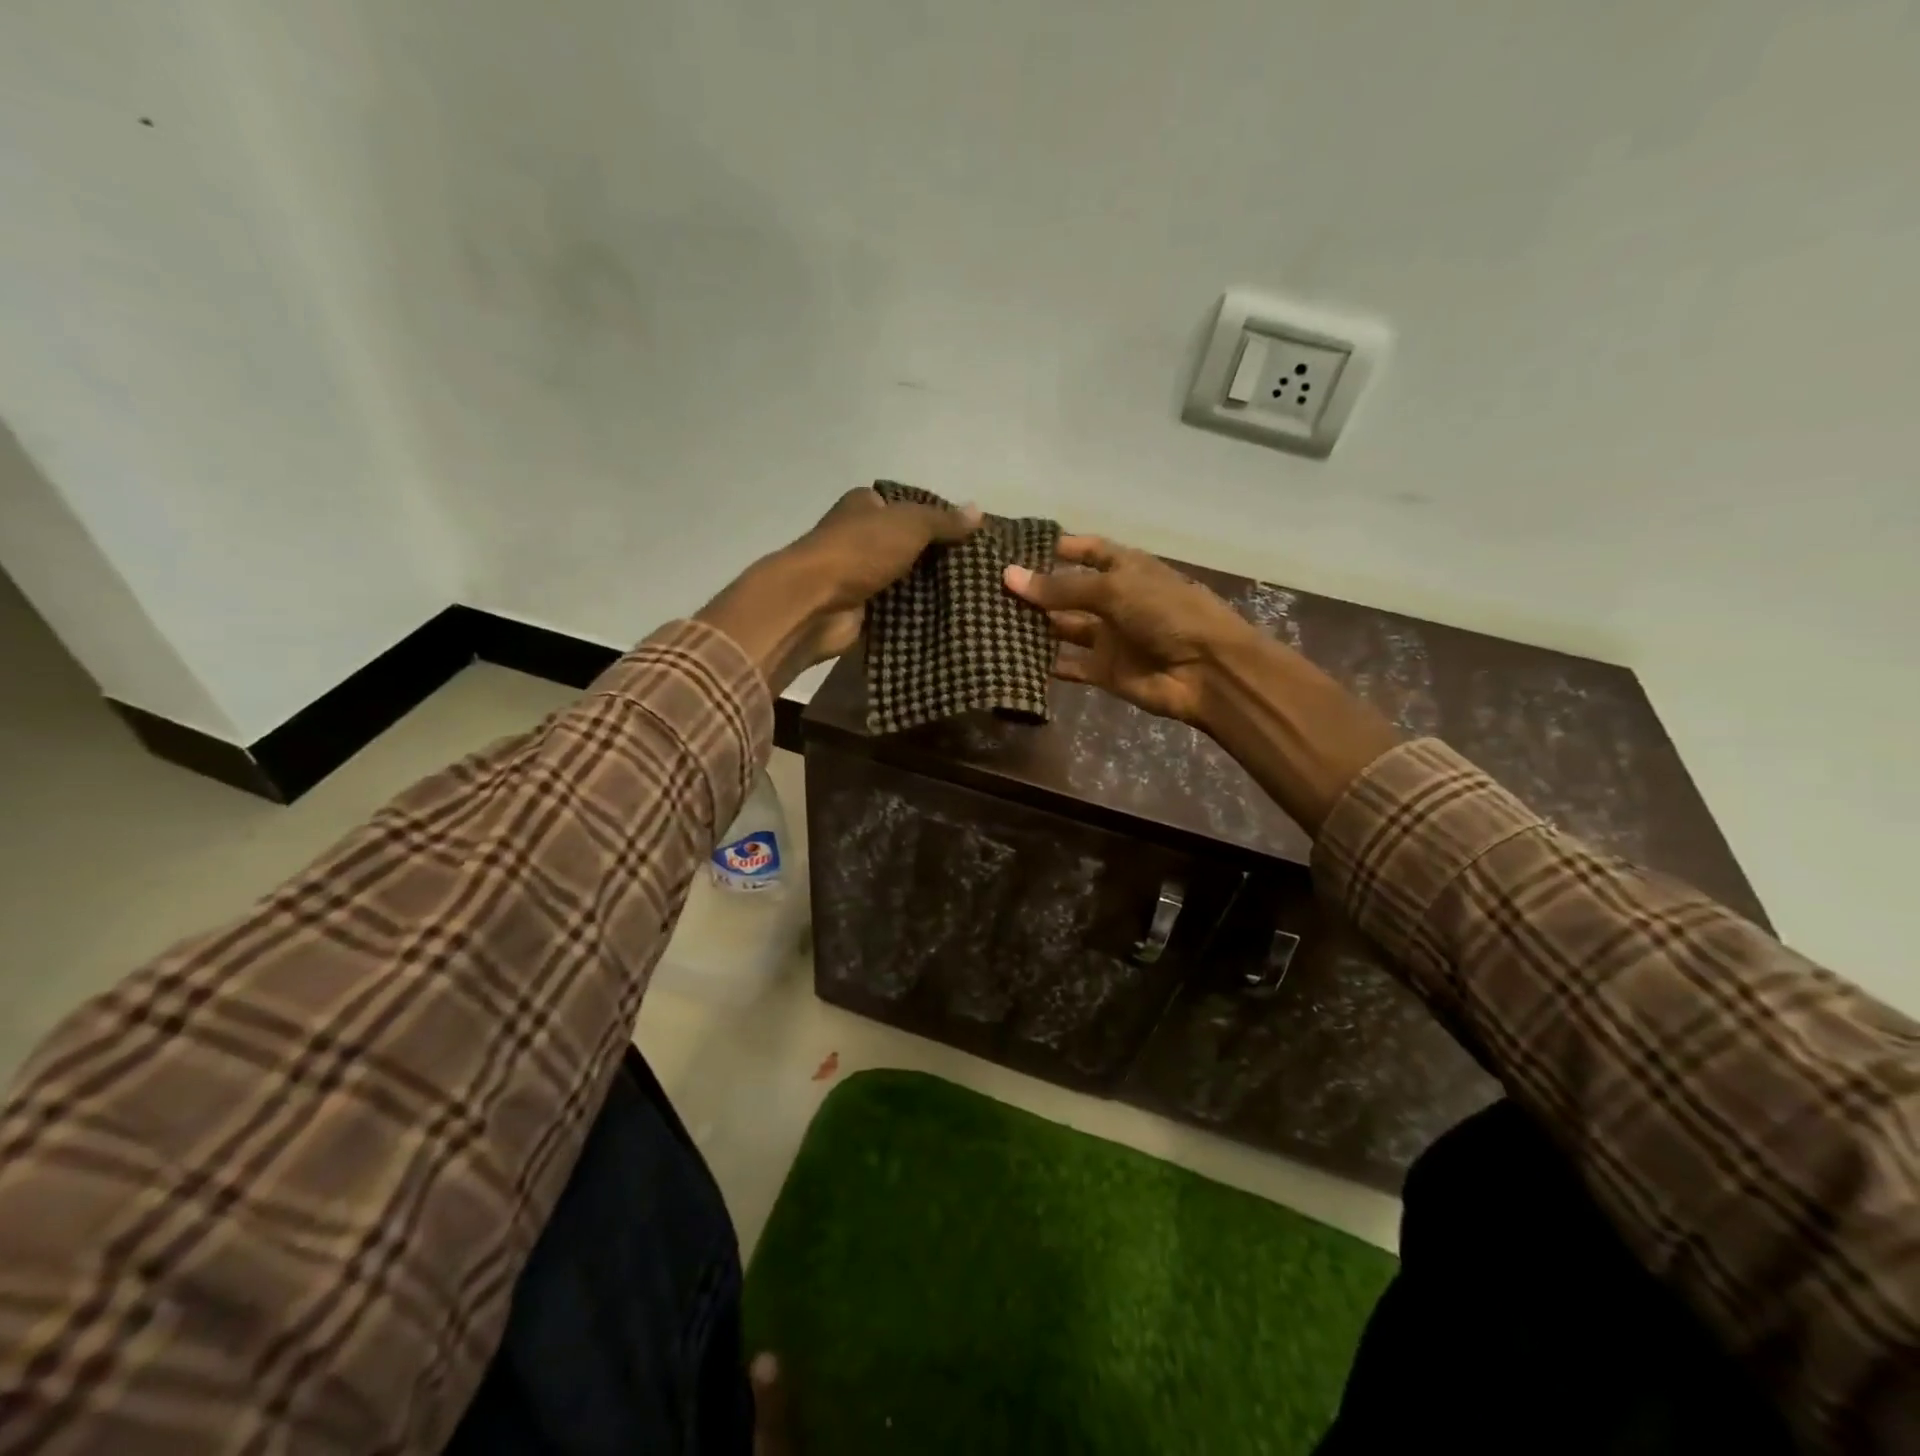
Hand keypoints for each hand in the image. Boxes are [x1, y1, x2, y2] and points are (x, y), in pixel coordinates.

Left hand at [697, 488, 979, 694]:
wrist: (815, 605)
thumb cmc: (858, 552)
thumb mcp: (908, 524)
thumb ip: (943, 520)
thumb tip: (978, 511)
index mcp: (864, 506)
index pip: (909, 507)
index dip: (939, 519)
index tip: (971, 536)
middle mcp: (860, 537)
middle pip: (909, 545)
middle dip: (938, 557)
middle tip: (978, 569)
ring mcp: (860, 575)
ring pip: (905, 578)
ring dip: (930, 588)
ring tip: (973, 595)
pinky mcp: (862, 609)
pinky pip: (898, 609)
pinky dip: (918, 613)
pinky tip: (950, 617)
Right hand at [1004, 534, 1397, 833]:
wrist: (1206, 671)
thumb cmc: (1167, 613)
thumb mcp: (1114, 589)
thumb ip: (1061, 587)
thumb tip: (1008, 577)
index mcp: (1124, 567)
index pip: (1084, 549)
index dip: (1053, 547)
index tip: (1012, 547)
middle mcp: (1113, 598)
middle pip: (1066, 590)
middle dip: (1033, 589)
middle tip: (986, 588)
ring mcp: (1108, 635)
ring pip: (1062, 627)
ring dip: (1033, 626)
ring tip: (988, 621)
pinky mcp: (1103, 670)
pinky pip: (1068, 664)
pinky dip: (1044, 664)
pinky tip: (1010, 659)